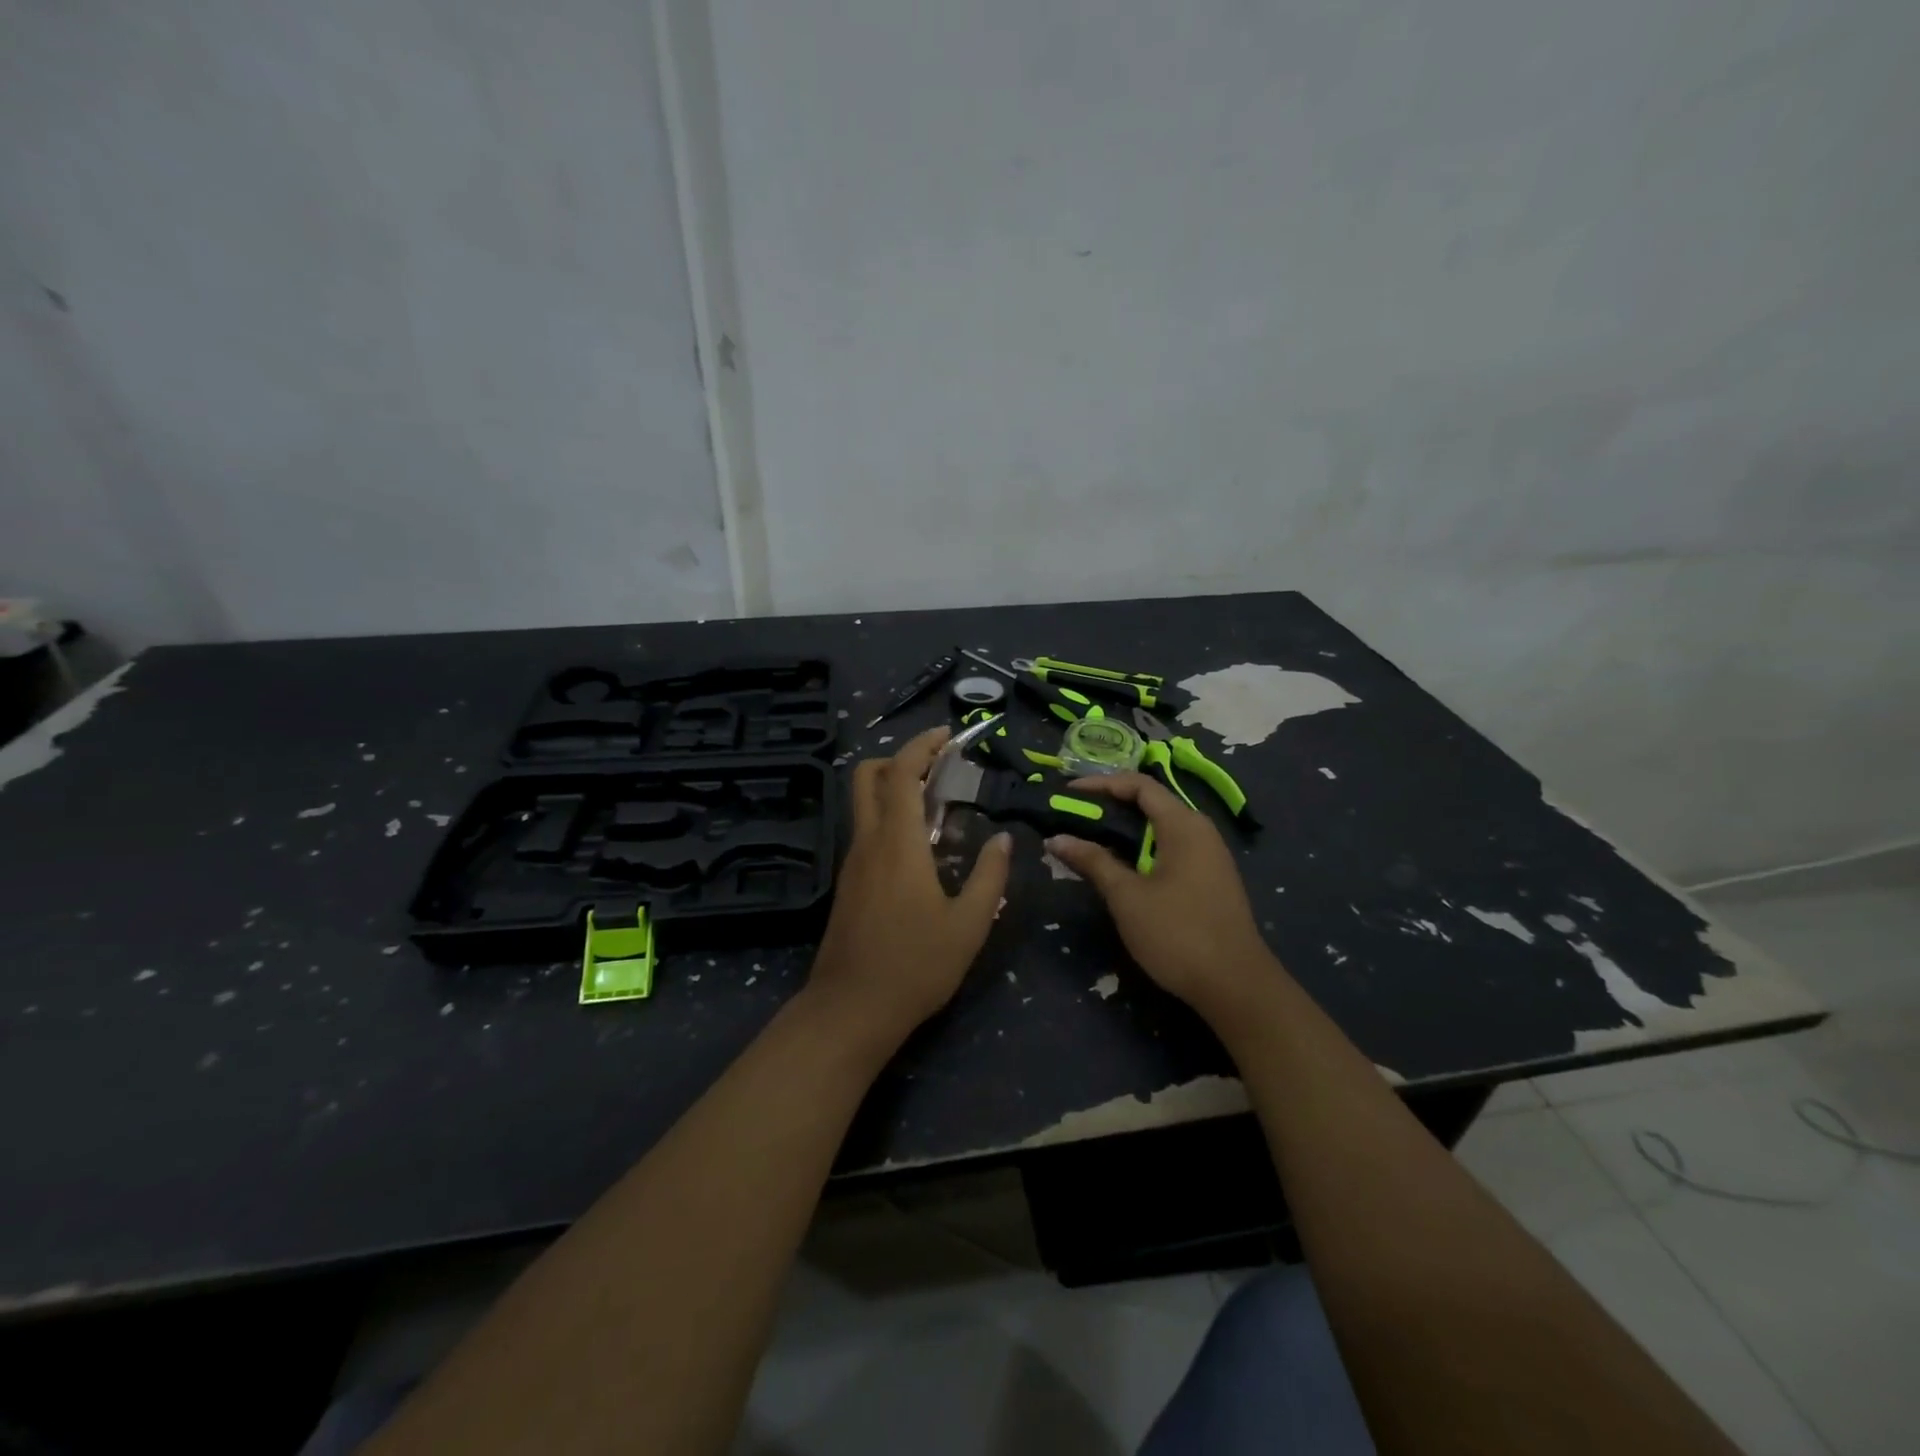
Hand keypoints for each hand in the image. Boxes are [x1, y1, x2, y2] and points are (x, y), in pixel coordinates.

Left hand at [806, 726, 1011, 1046]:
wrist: (851, 1009)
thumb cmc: (915, 966)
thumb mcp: (969, 926)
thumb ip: (990, 878)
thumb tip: (1003, 842)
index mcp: (898, 843)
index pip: (902, 774)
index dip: (923, 746)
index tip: (947, 734)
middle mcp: (868, 842)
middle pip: (867, 777)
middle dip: (899, 758)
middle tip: (937, 765)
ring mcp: (852, 862)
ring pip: (864, 804)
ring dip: (894, 788)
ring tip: (938, 804)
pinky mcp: (848, 883)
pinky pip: (866, 831)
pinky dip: (889, 817)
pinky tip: (920, 846)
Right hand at [1046, 773, 1276, 1018]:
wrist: (1235, 986)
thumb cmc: (1177, 933)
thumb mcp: (1127, 896)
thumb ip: (1092, 861)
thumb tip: (1056, 838)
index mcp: (1183, 825)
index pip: (1139, 785)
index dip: (1101, 783)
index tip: (1068, 792)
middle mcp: (1200, 831)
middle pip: (1150, 804)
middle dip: (1109, 806)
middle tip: (1072, 816)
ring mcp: (1209, 856)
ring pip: (1160, 829)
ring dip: (1124, 830)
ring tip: (1088, 840)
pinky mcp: (1210, 880)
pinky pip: (1170, 849)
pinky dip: (1141, 849)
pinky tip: (1120, 868)